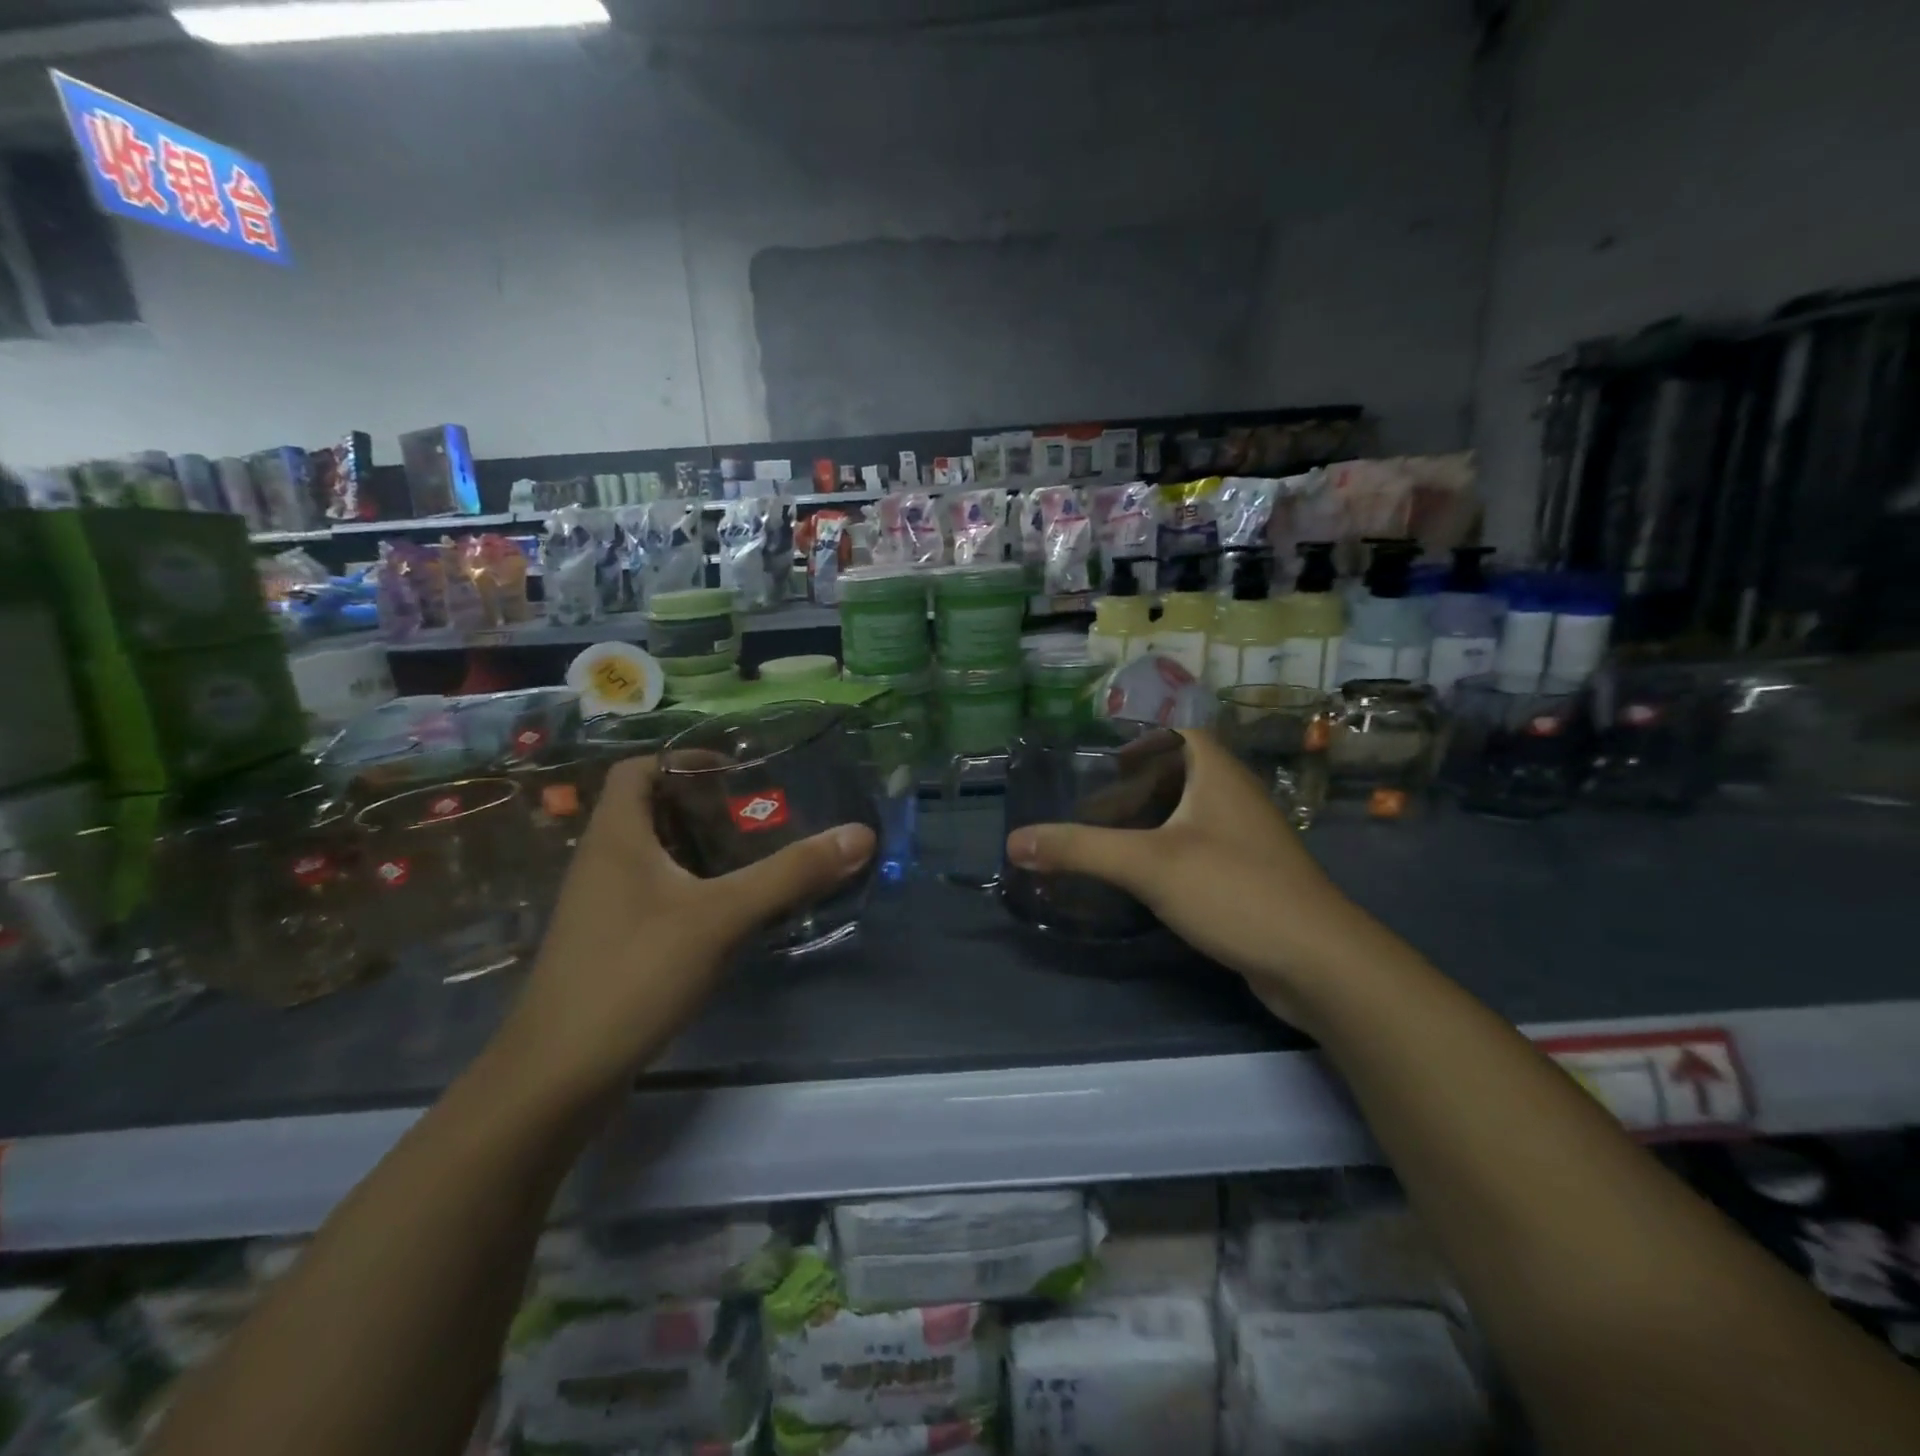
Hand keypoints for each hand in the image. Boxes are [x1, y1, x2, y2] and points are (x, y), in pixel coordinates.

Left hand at [499, 756, 873, 1099]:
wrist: (559, 1076)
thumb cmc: (635, 973)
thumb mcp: (722, 916)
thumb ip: (791, 873)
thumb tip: (860, 834)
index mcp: (616, 837)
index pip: (639, 768)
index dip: (685, 759)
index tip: (737, 772)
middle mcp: (602, 862)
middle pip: (651, 810)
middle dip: (705, 807)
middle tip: (759, 817)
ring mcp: (601, 907)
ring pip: (655, 857)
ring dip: (700, 850)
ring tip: (754, 858)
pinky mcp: (609, 944)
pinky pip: (654, 896)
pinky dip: (691, 890)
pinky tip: (728, 914)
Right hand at [1004, 729, 1389, 1023]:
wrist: (1318, 963)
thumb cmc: (1233, 890)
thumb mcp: (1148, 864)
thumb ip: (1080, 849)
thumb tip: (1014, 841)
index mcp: (1216, 772)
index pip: (1176, 734)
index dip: (1138, 741)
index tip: (1097, 761)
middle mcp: (1234, 796)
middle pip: (1178, 775)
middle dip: (1133, 787)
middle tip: (1089, 807)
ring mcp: (1247, 838)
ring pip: (1189, 816)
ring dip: (1150, 823)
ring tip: (1105, 839)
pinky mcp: (1251, 876)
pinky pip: (1200, 849)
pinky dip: (1168, 853)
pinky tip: (1143, 878)